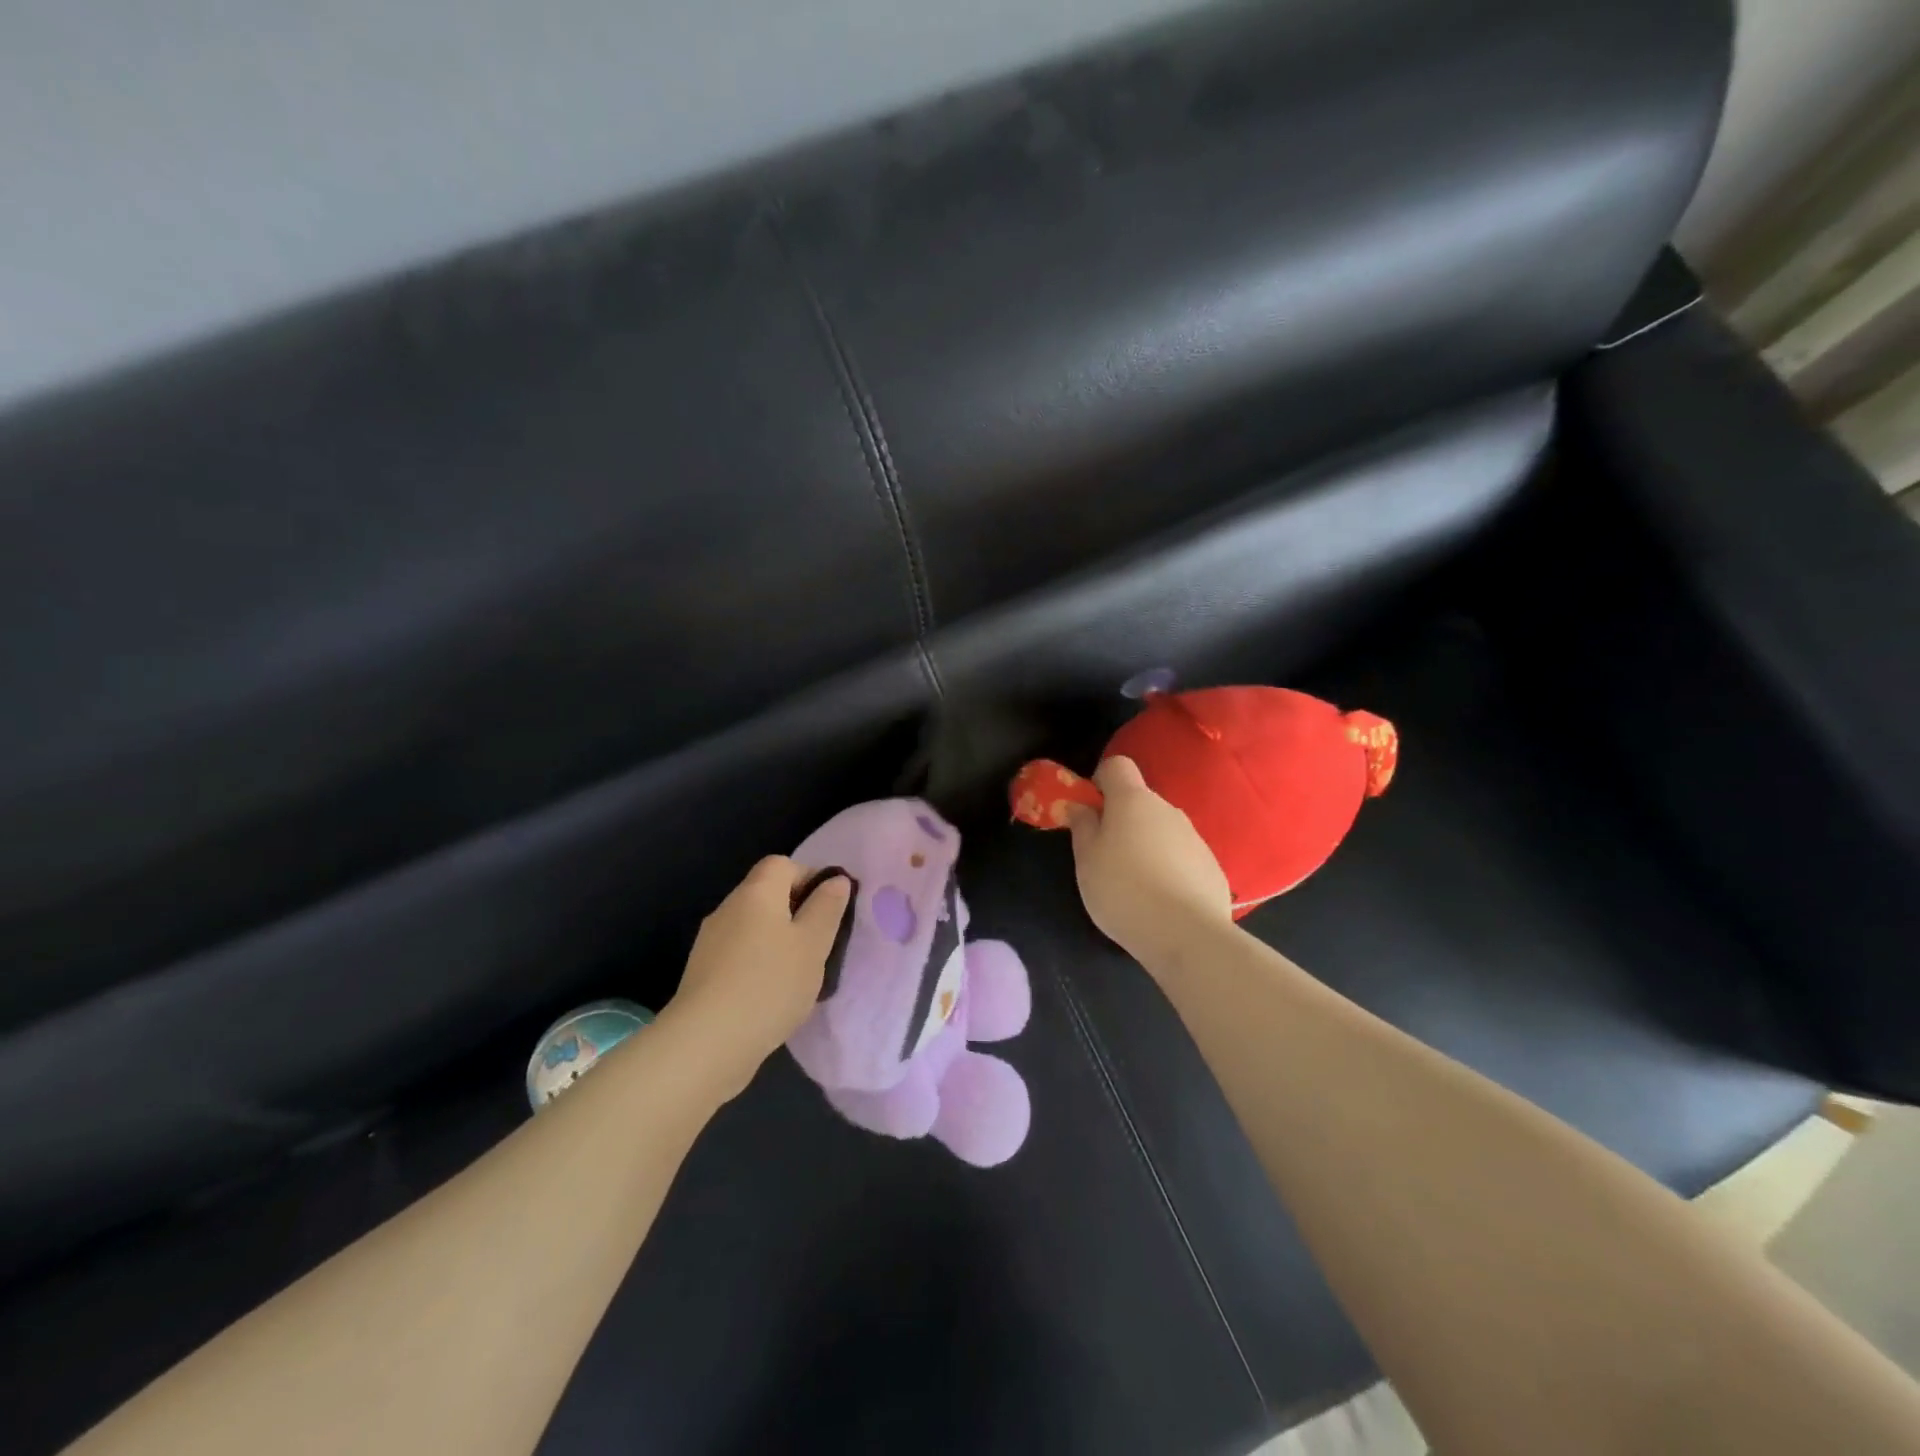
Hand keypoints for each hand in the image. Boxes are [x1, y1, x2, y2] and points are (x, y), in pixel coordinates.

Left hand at [666, 857, 851, 1096]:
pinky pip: (739, 955)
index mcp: (756, 892)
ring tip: (799, 975)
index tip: (830, 909)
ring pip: (753, 927)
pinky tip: (771, 996)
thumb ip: (827, 908)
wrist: (706, 1043)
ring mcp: (710, 942)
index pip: (782, 864)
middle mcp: (728, 908)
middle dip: (796, 913)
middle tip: (820, 944)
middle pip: (766, 894)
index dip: (809, 877)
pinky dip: (758, 965)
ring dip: (777, 942)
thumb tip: (836, 879)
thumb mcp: (813, 944)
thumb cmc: (770, 984)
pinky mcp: (703, 974)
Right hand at [1064, 756, 1232, 969]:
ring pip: (1162, 831)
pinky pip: (1183, 858)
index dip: (1100, 782)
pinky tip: (1162, 902)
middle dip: (1122, 821)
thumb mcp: (1086, 860)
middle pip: (1140, 802)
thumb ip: (1082, 826)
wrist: (1187, 935)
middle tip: (1106, 857)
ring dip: (1147, 846)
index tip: (1091, 811)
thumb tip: (1082, 806)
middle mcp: (1168, 809)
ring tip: (1135, 887)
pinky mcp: (1213, 867)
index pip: (1117, 765)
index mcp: (1133, 801)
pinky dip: (1170, 870)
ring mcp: (1195, 837)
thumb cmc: (1123, 890)